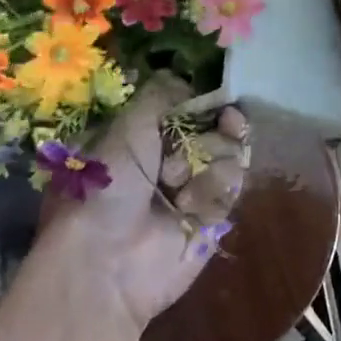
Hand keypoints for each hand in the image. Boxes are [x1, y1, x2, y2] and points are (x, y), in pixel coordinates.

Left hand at [40, 73, 248, 332]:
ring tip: (176, 182)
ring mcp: (195, 186)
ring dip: (210, 160)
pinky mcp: (214, 216)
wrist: (106, 260)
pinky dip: (215, 186)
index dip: (208, 100)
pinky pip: (233, 184)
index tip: (219, 101)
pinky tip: (192, 200)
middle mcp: (172, 157)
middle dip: (214, 128)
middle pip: (218, 125)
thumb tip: (192, 80)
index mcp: (147, 134)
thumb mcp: (128, 124)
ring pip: (230, 151)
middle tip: (197, 140)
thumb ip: (164, 93)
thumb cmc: (108, 183)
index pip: (191, 105)